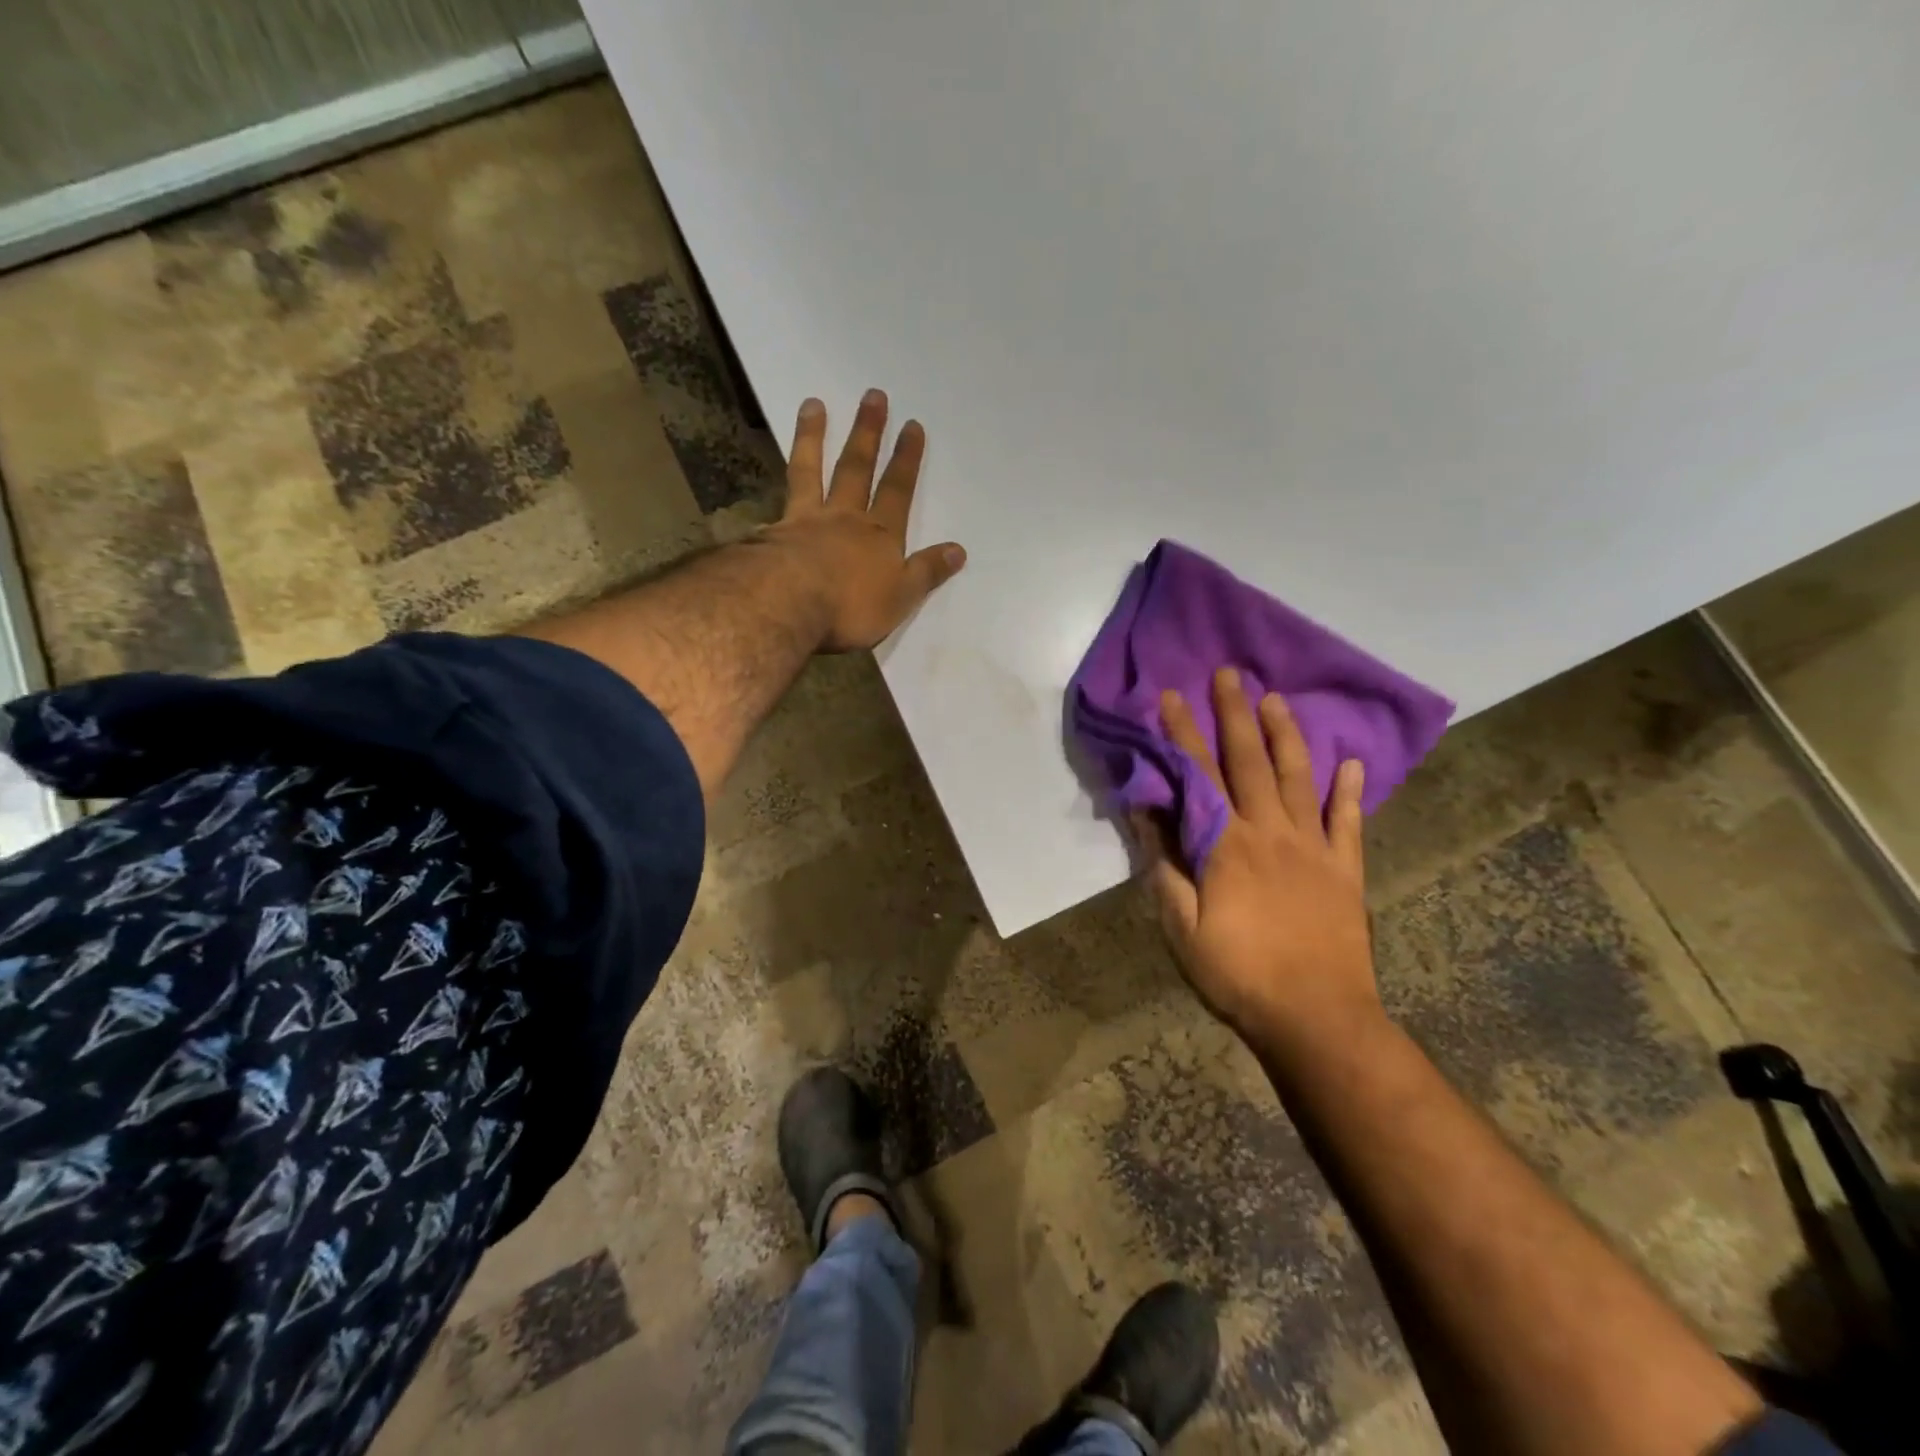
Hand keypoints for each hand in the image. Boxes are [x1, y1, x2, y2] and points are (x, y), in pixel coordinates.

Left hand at [764, 389, 966, 651]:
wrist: (790, 603)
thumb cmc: (852, 606)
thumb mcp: (901, 597)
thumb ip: (927, 572)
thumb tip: (958, 550)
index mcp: (880, 535)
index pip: (897, 491)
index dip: (906, 459)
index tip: (912, 425)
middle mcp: (844, 518)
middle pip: (857, 469)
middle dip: (868, 433)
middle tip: (873, 396)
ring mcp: (806, 521)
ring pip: (812, 471)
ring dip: (814, 436)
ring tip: (814, 404)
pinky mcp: (773, 532)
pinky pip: (779, 496)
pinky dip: (778, 478)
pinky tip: (772, 466)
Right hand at [1134, 668, 1381, 1050]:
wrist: (1316, 1018)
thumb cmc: (1238, 973)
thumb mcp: (1181, 926)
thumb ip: (1164, 865)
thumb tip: (1146, 812)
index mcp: (1228, 845)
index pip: (1199, 776)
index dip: (1183, 734)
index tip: (1171, 697)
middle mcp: (1272, 833)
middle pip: (1250, 762)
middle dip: (1235, 715)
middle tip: (1229, 674)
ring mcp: (1314, 849)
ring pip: (1299, 778)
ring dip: (1286, 736)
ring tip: (1277, 700)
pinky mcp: (1346, 871)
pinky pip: (1349, 822)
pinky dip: (1350, 792)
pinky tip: (1351, 764)